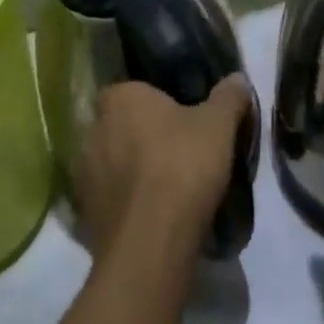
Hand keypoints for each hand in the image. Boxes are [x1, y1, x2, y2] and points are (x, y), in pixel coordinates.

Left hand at [74, 76, 251, 253]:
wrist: (151, 245)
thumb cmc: (182, 167)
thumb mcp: (219, 125)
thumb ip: (229, 96)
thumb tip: (238, 78)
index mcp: (120, 98)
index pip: (133, 89)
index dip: (156, 102)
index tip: (179, 117)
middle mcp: (94, 129)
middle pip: (121, 126)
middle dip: (143, 136)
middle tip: (176, 151)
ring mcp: (85, 175)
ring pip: (113, 164)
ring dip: (132, 172)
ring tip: (166, 188)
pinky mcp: (86, 216)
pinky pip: (110, 200)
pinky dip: (127, 205)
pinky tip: (153, 217)